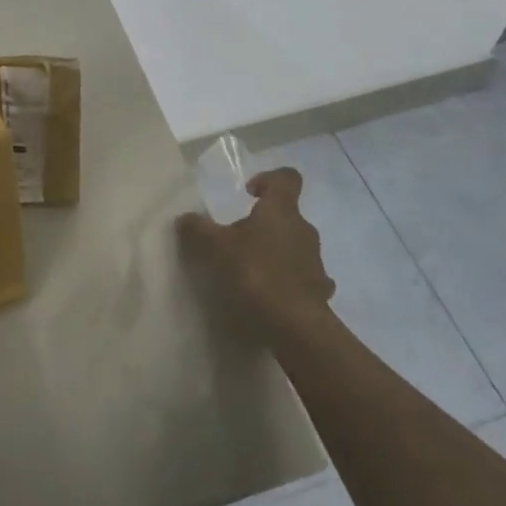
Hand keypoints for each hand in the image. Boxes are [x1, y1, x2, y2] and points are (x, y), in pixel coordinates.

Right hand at [176, 167, 334, 337]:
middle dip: (265, 223)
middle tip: (239, 240)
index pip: (286, 178)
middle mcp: (304, 229)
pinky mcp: (321, 293)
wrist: (296, 327)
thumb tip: (184, 218)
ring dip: (277, 253)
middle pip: (287, 215)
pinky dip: (289, 282)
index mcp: (281, 210)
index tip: (249, 192)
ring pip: (295, 247)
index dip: (268, 179)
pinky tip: (272, 297)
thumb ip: (198, 229)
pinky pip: (303, 279)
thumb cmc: (255, 273)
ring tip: (252, 272)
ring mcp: (316, 262)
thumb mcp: (215, 248)